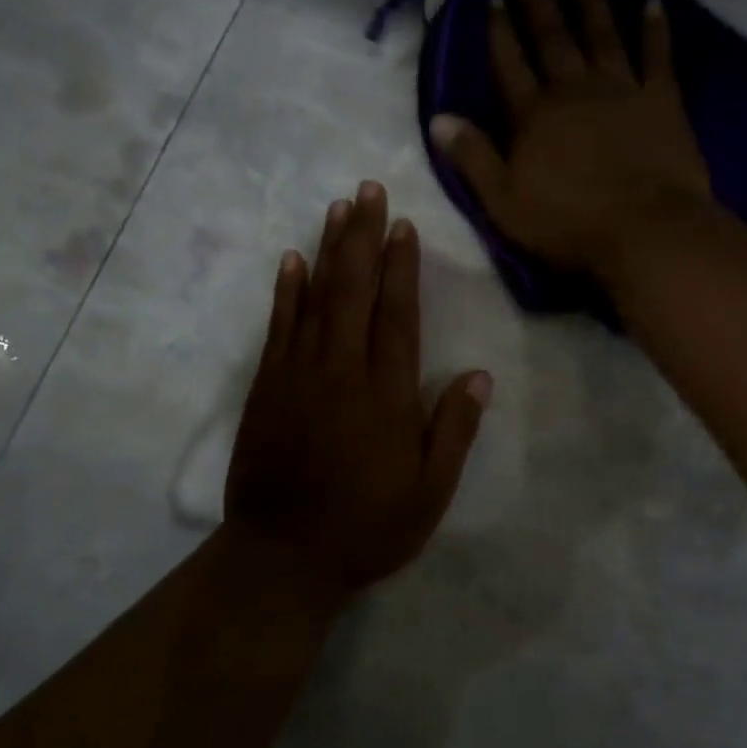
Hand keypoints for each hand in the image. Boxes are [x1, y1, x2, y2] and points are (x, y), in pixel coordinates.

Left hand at [225, 182, 491, 610]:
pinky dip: (286, 292)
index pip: (397, 315)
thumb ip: (453, 431)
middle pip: (354, 291)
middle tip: (367, 191)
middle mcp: (341, 371)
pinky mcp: (267, 387)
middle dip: (362, 237)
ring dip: (328, 251)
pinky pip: (278, 327)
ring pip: (316, 299)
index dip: (402, 266)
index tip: (403, 224)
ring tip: (338, 209)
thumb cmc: (366, 528)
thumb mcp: (428, 493)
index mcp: (386, 395)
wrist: (283, 556)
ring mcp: (298, 375)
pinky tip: (292, 261)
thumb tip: (479, 375)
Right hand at [428, 0, 711, 280]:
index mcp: (533, 115)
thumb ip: (472, 157)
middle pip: (552, 37)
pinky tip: (652, 2)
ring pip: (602, 34)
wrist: (645, 231)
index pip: (509, 63)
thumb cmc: (568, 224)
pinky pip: (657, 55)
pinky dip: (654, 28)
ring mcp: (621, 90)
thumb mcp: (503, 201)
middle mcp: (574, 90)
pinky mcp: (662, 100)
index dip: (498, 29)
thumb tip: (438, 119)